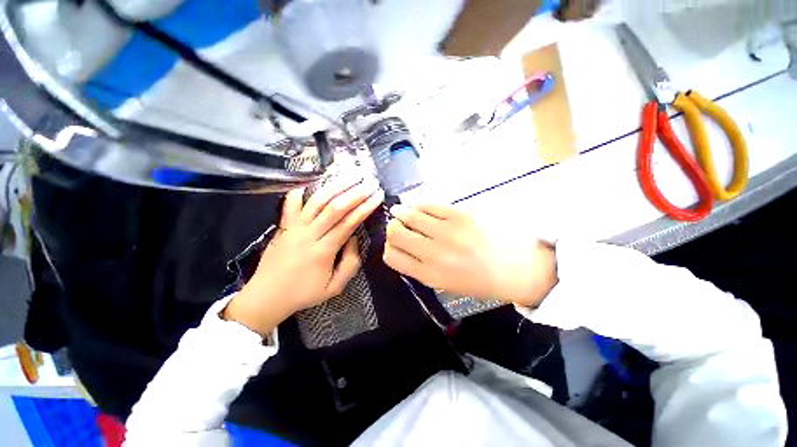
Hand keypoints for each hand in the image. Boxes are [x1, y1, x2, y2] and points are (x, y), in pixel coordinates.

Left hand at [224, 175, 383, 335]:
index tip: (377, 196)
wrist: (266, 296)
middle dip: (355, 192)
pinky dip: (303, 189)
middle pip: (334, 207)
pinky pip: (291, 202)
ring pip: (316, 200)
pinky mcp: (283, 224)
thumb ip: (350, 263)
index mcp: (323, 251)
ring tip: (351, 174)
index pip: (348, 223)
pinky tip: (315, 180)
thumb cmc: (304, 293)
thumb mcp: (334, 287)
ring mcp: (294, 227)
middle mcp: (309, 234)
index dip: (365, 207)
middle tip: (370, 181)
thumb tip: (354, 238)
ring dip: (335, 185)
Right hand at [383, 203, 556, 307]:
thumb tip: (404, 247)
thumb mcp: (447, 283)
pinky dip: (419, 205)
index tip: (394, 243)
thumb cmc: (482, 280)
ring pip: (409, 215)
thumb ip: (421, 267)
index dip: (389, 247)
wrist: (520, 268)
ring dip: (401, 212)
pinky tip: (419, 206)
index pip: (392, 256)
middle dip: (392, 228)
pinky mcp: (461, 214)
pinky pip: (429, 205)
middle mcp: (434, 253)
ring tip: (401, 211)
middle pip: (395, 233)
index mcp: (430, 275)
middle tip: (397, 225)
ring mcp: (448, 231)